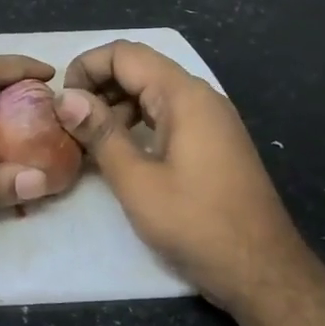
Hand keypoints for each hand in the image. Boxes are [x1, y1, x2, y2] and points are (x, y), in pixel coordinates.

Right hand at [56, 40, 308, 311]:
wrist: (263, 271)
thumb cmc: (197, 224)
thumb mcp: (137, 181)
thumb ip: (100, 134)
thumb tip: (64, 97)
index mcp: (184, 96)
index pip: (125, 54)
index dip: (86, 67)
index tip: (61, 102)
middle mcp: (200, 98)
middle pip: (139, 69)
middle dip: (98, 87)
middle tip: (67, 123)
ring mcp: (210, 121)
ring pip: (152, 93)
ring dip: (115, 107)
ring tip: (87, 141)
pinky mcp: (212, 143)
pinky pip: (167, 117)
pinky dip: (137, 124)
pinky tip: (119, 154)